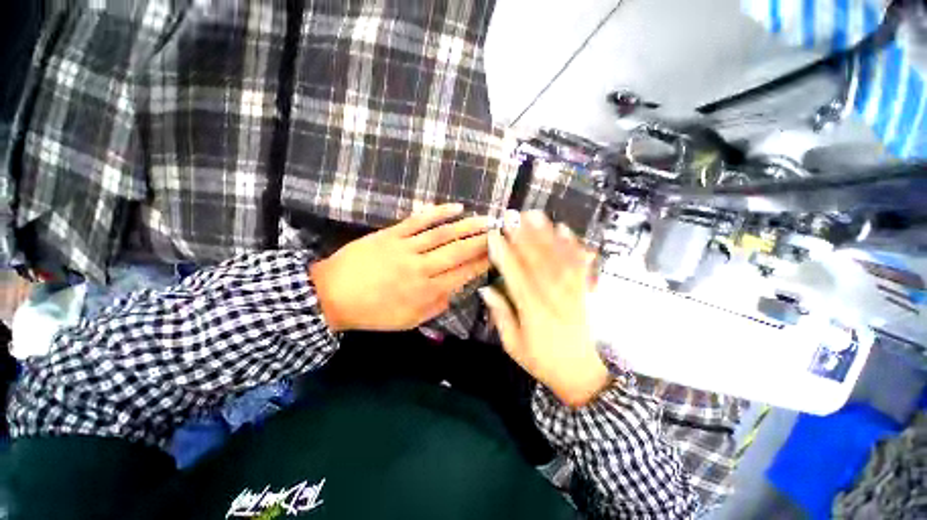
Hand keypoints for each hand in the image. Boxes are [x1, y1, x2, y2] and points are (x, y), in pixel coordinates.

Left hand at [310, 204, 490, 331]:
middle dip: (482, 242)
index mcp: (425, 291)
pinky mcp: (392, 234)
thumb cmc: (372, 312)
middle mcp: (421, 268)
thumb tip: (456, 291)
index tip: (498, 255)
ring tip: (486, 220)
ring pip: (443, 234)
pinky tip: (455, 207)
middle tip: (500, 233)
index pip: (462, 274)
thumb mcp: (408, 321)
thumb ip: (436, 306)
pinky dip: (438, 212)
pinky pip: (419, 221)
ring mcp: (406, 248)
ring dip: (467, 225)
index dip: (482, 263)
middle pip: (458, 251)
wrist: (332, 294)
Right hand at [479, 211, 608, 407]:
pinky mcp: (584, 291)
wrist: (582, 374)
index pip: (514, 275)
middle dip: (523, 235)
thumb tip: (486, 289)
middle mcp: (552, 296)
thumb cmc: (542, 361)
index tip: (494, 235)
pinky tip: (565, 230)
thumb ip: (500, 315)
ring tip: (535, 215)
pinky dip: (572, 245)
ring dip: (545, 234)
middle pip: (536, 260)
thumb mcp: (513, 345)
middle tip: (513, 216)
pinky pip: (578, 264)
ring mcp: (571, 291)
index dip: (503, 253)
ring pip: (556, 257)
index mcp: (532, 309)